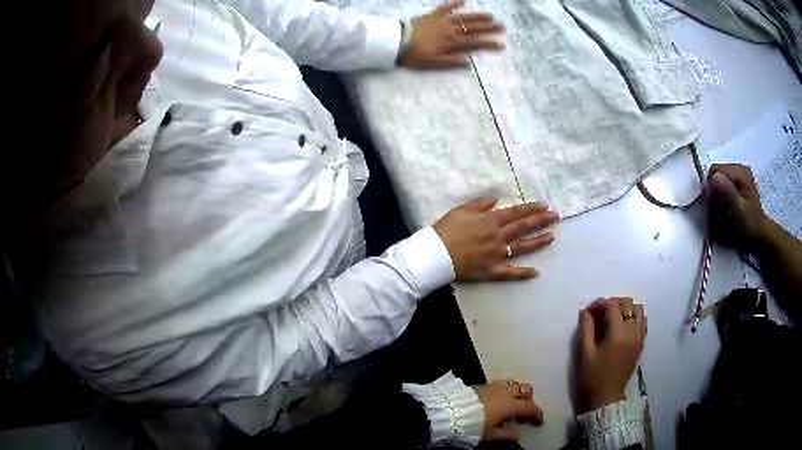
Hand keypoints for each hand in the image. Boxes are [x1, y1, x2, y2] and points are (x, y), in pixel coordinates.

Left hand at [400, 0, 503, 68]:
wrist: (396, 41)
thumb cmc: (414, 54)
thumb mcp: (433, 63)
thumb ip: (450, 63)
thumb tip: (468, 64)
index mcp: (451, 43)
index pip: (474, 43)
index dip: (489, 44)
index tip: (502, 45)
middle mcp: (450, 30)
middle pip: (473, 28)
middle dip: (489, 28)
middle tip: (503, 27)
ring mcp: (442, 21)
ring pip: (464, 17)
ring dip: (478, 16)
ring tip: (491, 16)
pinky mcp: (433, 14)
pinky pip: (446, 7)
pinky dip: (455, 3)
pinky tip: (465, 0)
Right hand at [433, 198, 558, 280]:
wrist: (435, 255)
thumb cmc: (445, 230)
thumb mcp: (460, 210)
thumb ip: (479, 204)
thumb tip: (495, 200)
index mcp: (490, 221)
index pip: (516, 213)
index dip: (531, 208)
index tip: (545, 206)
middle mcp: (498, 236)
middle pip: (524, 227)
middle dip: (541, 221)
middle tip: (556, 217)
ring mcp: (498, 255)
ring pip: (522, 247)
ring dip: (538, 242)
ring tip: (552, 237)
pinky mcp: (493, 270)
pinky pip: (511, 272)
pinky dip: (523, 273)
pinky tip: (536, 272)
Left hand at [473, 380, 543, 440]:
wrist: (450, 410)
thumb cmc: (473, 425)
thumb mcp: (491, 434)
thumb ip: (507, 434)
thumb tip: (519, 434)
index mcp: (511, 404)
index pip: (530, 407)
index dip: (537, 414)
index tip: (539, 421)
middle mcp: (506, 392)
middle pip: (525, 389)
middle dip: (529, 399)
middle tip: (524, 412)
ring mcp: (494, 386)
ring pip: (513, 384)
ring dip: (517, 393)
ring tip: (511, 405)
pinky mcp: (483, 384)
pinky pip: (501, 384)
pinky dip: (505, 392)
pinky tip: (498, 401)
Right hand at [578, 297, 645, 412]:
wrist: (607, 397)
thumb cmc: (593, 377)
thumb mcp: (585, 353)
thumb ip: (586, 329)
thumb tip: (585, 312)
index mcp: (618, 335)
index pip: (613, 306)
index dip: (599, 303)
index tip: (589, 311)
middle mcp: (633, 332)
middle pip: (628, 303)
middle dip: (613, 302)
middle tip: (599, 312)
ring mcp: (639, 337)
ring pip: (638, 309)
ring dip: (625, 308)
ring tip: (612, 317)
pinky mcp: (641, 343)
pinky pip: (642, 320)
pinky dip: (633, 317)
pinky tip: (622, 326)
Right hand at [707, 164, 769, 248]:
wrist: (759, 232)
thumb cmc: (749, 224)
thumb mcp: (739, 210)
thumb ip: (728, 192)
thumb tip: (714, 177)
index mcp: (741, 172)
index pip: (717, 170)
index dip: (711, 185)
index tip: (712, 203)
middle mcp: (740, 168)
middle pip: (717, 171)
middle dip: (715, 188)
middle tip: (718, 206)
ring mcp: (739, 173)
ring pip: (719, 176)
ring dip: (718, 191)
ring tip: (723, 206)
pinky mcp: (738, 180)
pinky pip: (724, 181)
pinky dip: (722, 191)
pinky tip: (726, 202)